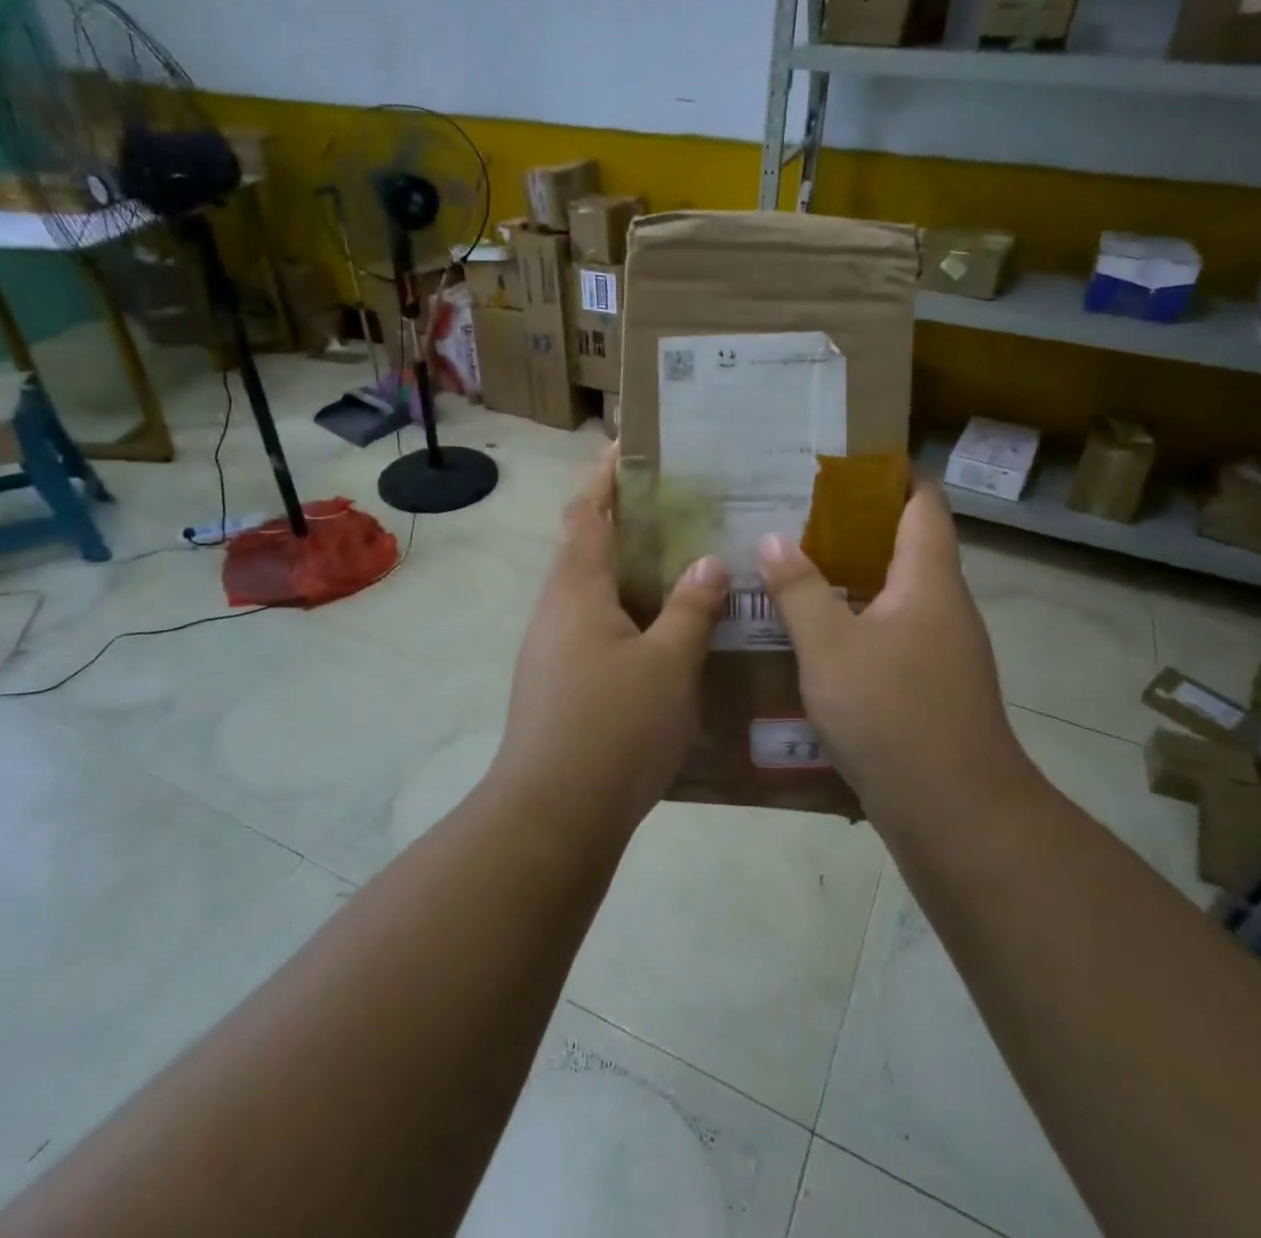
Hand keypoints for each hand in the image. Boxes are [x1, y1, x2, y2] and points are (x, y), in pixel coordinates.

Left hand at [489, 447, 728, 832]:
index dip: (606, 476)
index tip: (629, 447)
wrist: (554, 813)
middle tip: (680, 511)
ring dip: (630, 574)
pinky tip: (665, 635)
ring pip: (594, 594)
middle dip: (626, 524)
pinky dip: (628, 616)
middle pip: (588, 548)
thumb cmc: (613, 725)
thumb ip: (690, 608)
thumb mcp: (669, 663)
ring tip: (683, 567)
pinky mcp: (558, 684)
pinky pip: (596, 630)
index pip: (589, 512)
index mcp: (577, 588)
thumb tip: (708, 562)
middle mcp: (556, 609)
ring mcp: (552, 649)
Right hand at [756, 484, 1032, 825]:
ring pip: (896, 593)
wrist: (956, 814)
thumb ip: (799, 590)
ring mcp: (943, 649)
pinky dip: (857, 620)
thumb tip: (773, 539)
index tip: (844, 463)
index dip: (893, 475)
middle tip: (796, 515)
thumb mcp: (829, 648)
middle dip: (856, 525)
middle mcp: (944, 606)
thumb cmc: (892, 715)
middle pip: (907, 545)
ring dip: (852, 576)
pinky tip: (815, 635)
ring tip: (795, 566)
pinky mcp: (933, 686)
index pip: (924, 503)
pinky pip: (893, 632)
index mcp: (928, 581)